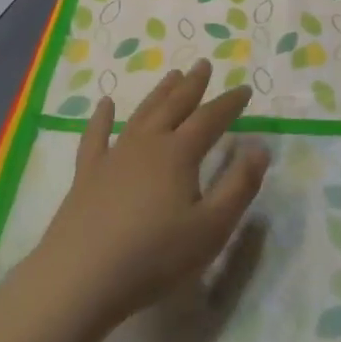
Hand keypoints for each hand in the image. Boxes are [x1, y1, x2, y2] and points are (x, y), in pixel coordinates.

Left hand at [24, 60, 269, 338]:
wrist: (80, 277)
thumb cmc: (155, 256)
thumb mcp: (211, 228)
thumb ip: (239, 186)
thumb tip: (260, 147)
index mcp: (179, 154)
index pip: (210, 119)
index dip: (229, 103)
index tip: (244, 89)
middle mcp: (147, 144)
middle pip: (174, 106)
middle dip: (192, 85)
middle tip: (203, 64)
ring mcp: (113, 156)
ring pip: (141, 114)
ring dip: (159, 94)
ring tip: (172, 75)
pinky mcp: (87, 174)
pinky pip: (95, 136)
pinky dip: (101, 118)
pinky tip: (104, 105)